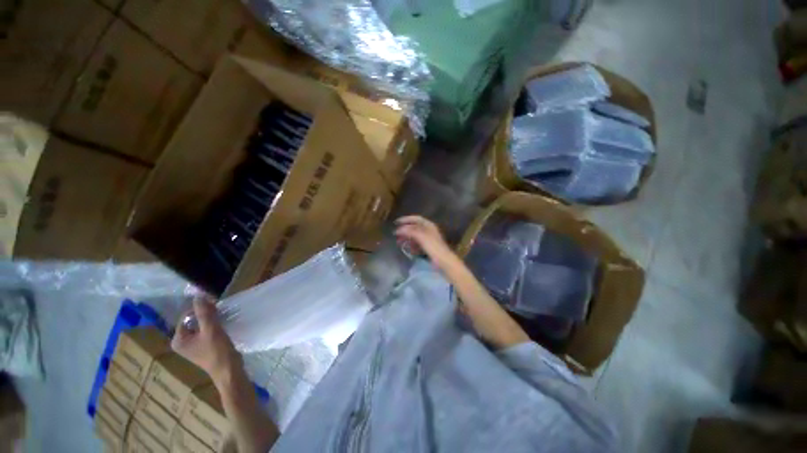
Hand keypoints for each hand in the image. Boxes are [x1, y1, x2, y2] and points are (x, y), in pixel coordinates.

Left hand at [172, 297, 240, 383]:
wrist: (229, 370)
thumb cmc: (217, 351)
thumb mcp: (211, 330)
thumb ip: (204, 312)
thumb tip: (199, 295)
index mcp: (178, 340)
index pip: (186, 316)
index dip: (200, 308)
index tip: (215, 305)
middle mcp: (182, 342)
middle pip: (193, 320)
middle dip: (206, 313)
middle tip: (220, 310)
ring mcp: (193, 345)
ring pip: (201, 325)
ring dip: (211, 319)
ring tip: (223, 316)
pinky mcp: (203, 346)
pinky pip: (206, 330)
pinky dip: (214, 325)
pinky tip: (223, 324)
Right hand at [394, 215, 457, 269]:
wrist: (443, 260)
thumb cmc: (433, 246)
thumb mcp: (420, 236)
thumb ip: (409, 231)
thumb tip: (399, 229)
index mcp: (428, 225)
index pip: (416, 218)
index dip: (406, 219)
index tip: (396, 222)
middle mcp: (429, 230)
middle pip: (414, 227)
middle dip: (405, 230)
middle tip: (396, 234)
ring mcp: (429, 239)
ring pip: (415, 236)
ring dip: (407, 238)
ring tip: (399, 242)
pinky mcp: (428, 247)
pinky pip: (417, 244)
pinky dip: (411, 245)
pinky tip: (407, 248)